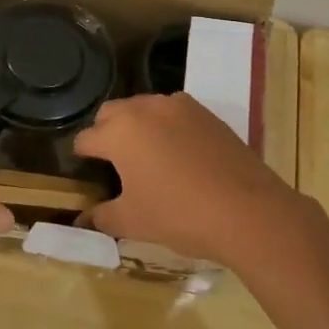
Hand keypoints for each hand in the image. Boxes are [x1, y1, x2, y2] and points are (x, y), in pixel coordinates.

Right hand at [74, 92, 325, 268]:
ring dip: (137, 125)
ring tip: (146, 156)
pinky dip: (166, 126)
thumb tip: (84, 219)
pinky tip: (177, 154)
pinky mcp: (206, 112)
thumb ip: (102, 216)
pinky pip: (173, 112)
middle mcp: (145, 109)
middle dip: (105, 132)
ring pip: (144, 107)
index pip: (86, 138)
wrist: (247, 211)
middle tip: (112, 162)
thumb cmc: (179, 215)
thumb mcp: (133, 222)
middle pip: (111, 113)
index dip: (81, 156)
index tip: (84, 171)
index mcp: (120, 132)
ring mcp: (179, 106)